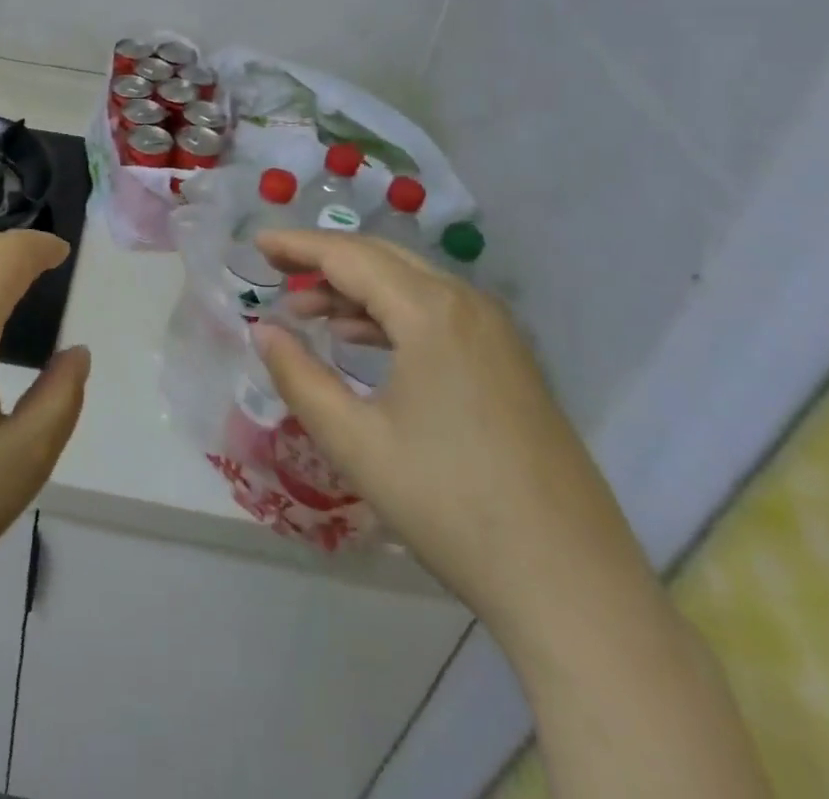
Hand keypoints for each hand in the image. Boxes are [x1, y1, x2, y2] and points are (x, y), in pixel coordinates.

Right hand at [252, 230, 648, 629]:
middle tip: (276, 269)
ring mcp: (498, 333)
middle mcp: (469, 305)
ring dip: (357, 289)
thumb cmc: (450, 505)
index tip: (257, 243)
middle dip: (325, 260)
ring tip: (308, 310)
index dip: (298, 245)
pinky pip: (439, 313)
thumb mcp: (355, 442)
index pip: (350, 257)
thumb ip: (299, 377)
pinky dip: (392, 314)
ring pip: (413, 285)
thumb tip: (263, 331)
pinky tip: (363, 341)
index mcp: (431, 313)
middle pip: (383, 259)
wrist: (571, 585)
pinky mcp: (511, 363)